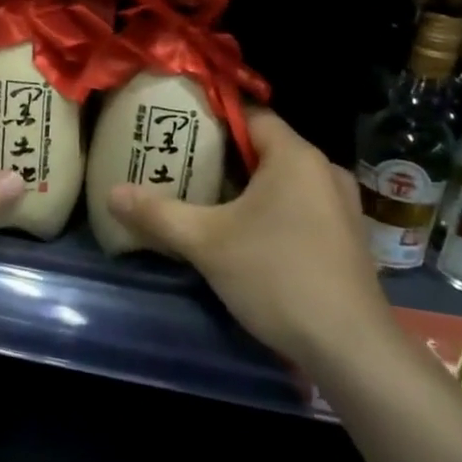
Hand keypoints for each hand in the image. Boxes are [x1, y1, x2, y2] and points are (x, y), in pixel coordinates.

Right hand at [106, 109, 394, 369]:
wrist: (350, 347)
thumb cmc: (276, 276)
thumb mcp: (206, 243)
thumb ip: (157, 213)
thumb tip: (111, 194)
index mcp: (295, 156)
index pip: (250, 115)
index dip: (212, 118)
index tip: (177, 128)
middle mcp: (323, 170)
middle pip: (265, 148)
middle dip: (223, 156)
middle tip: (181, 165)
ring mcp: (341, 206)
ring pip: (283, 181)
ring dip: (247, 187)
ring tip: (205, 199)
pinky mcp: (346, 238)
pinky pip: (300, 206)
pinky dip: (271, 210)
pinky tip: (244, 235)